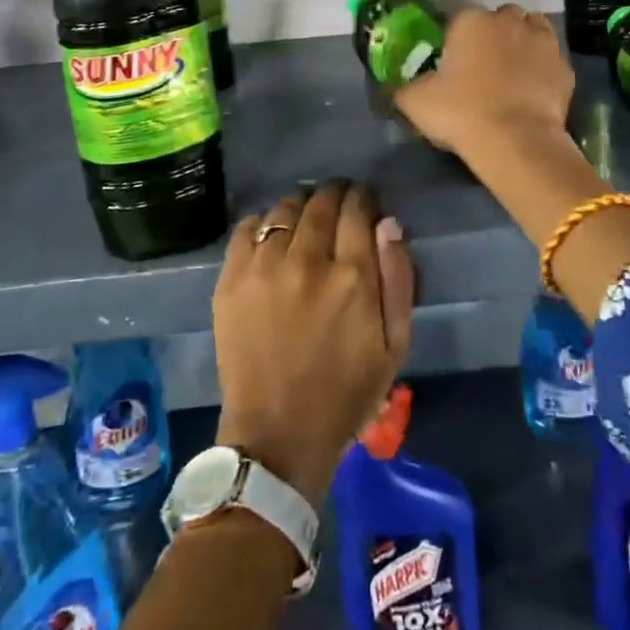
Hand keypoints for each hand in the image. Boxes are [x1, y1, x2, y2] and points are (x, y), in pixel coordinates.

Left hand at [212, 182, 414, 505]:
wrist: (278, 435)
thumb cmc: (346, 393)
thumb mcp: (395, 345)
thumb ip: (397, 277)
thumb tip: (387, 222)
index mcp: (352, 276)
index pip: (358, 209)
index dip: (363, 199)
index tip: (364, 202)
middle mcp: (307, 261)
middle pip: (321, 202)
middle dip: (334, 195)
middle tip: (337, 204)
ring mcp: (264, 267)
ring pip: (285, 209)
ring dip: (300, 206)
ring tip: (304, 218)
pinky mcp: (231, 280)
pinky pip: (247, 228)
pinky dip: (262, 222)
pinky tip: (271, 236)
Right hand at [393, 4, 573, 159]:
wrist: (517, 142)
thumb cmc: (462, 113)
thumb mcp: (415, 102)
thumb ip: (402, 88)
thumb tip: (395, 88)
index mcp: (470, 20)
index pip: (458, 20)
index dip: (453, 41)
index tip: (450, 64)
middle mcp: (508, 20)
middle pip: (498, 19)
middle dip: (491, 36)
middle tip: (480, 68)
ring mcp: (542, 40)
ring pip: (529, 30)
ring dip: (520, 43)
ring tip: (509, 73)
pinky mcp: (564, 65)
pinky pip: (549, 59)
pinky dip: (541, 68)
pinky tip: (531, 90)